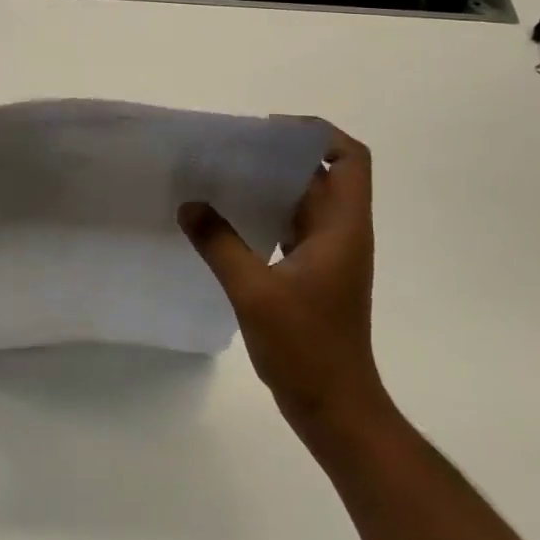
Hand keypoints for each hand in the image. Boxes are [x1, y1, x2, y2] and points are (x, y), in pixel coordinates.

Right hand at [179, 125, 382, 431]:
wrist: (335, 408)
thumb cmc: (306, 348)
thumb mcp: (256, 292)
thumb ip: (220, 244)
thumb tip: (189, 205)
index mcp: (342, 227)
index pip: (350, 158)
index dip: (317, 133)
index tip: (270, 131)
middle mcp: (340, 233)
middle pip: (319, 175)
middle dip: (278, 156)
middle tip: (230, 150)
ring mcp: (327, 255)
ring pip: (302, 201)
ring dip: (269, 186)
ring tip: (221, 177)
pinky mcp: (312, 274)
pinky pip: (289, 228)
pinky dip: (263, 215)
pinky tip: (225, 221)